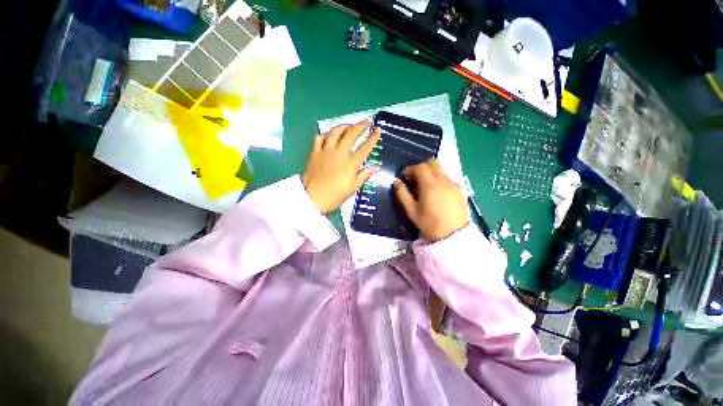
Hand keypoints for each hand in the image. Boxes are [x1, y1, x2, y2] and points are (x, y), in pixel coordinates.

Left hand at [302, 122, 380, 213]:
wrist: (312, 198)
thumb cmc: (335, 196)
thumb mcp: (352, 188)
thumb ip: (364, 176)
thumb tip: (375, 167)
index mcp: (350, 164)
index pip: (365, 147)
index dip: (373, 138)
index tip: (378, 130)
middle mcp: (339, 153)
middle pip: (351, 134)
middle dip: (360, 126)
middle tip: (366, 122)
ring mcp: (326, 151)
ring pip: (335, 131)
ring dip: (344, 126)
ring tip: (349, 125)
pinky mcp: (315, 152)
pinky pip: (320, 137)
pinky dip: (326, 134)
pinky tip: (330, 135)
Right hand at [394, 159, 468, 241]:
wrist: (453, 236)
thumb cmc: (429, 224)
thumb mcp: (412, 211)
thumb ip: (402, 194)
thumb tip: (396, 181)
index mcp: (430, 186)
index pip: (420, 167)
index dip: (410, 169)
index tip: (405, 176)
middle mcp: (444, 181)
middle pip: (432, 162)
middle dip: (421, 167)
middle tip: (414, 178)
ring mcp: (454, 184)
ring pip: (441, 169)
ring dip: (430, 172)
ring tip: (425, 186)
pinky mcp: (460, 189)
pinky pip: (447, 177)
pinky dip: (439, 179)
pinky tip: (436, 192)